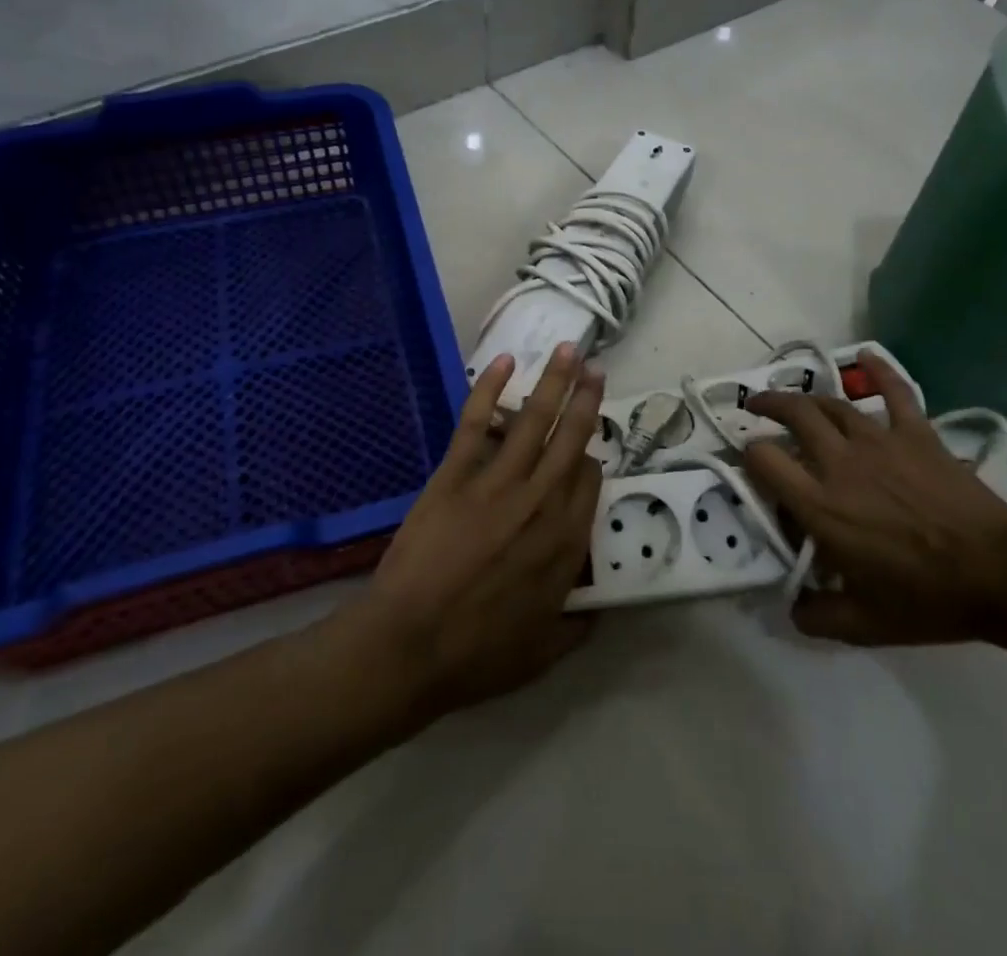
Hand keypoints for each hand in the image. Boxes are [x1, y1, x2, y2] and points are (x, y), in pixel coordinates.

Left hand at [352, 345, 603, 716]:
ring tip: (570, 351)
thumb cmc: (475, 655)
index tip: (588, 452)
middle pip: (572, 439)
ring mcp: (497, 483)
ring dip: (555, 381)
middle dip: (587, 400)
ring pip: (535, 420)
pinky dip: (490, 389)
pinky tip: (505, 362)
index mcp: (565, 543)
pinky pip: (476, 422)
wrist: (407, 647)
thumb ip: (577, 628)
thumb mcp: (542, 654)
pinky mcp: (456, 474)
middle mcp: (541, 502)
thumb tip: (598, 610)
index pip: (590, 481)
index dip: (592, 460)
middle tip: (596, 370)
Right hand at [744, 351, 1006, 645]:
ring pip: (832, 404)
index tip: (748, 461)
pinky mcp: (916, 433)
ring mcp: (880, 442)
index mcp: (820, 505)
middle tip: (757, 408)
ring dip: (807, 396)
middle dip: (768, 406)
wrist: (1000, 575)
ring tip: (795, 397)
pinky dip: (879, 370)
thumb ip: (817, 616)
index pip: (764, 461)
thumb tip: (791, 608)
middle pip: (794, 416)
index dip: (748, 455)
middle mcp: (840, 463)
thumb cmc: (927, 599)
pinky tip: (865, 354)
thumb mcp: (864, 624)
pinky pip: (895, 392)